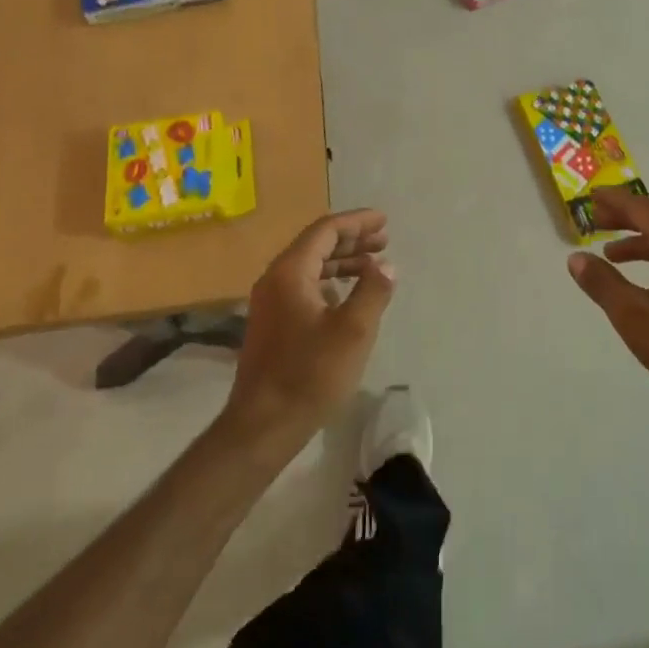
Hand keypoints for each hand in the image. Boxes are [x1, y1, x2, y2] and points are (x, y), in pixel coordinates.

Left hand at [226, 210, 395, 445]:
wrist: (263, 426)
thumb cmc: (310, 374)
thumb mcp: (354, 330)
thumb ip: (373, 290)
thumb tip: (385, 265)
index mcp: (290, 272)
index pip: (325, 230)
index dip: (357, 222)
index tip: (384, 221)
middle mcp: (275, 280)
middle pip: (316, 245)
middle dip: (352, 239)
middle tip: (384, 240)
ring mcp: (270, 303)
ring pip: (310, 267)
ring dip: (342, 262)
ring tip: (374, 265)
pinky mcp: (272, 325)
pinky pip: (304, 287)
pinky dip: (330, 282)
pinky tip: (348, 295)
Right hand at [565, 188, 648, 409]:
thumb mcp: (632, 314)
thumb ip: (602, 282)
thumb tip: (576, 258)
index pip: (645, 209)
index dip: (616, 202)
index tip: (592, 197)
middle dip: (626, 217)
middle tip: (595, 220)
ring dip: (640, 240)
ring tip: (610, 253)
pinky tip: (642, 280)